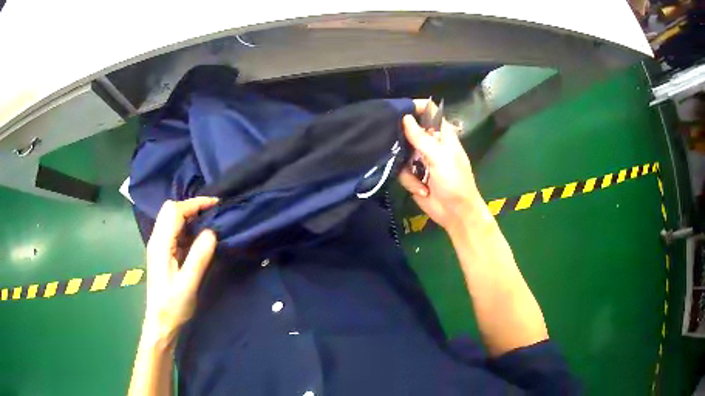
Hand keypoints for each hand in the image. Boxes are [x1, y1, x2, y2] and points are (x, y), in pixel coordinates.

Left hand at [143, 197, 218, 343]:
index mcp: (161, 244)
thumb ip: (198, 257)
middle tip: (212, 214)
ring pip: (171, 219)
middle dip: (191, 206)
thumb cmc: (173, 306)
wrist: (160, 323)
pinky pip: (174, 231)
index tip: (216, 205)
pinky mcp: (162, 253)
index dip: (195, 204)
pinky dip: (187, 227)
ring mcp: (158, 246)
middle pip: (170, 209)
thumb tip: (211, 232)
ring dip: (189, 216)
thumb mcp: (188, 284)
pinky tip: (199, 238)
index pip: (175, 211)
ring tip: (209, 223)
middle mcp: (157, 240)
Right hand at [399, 100, 484, 232]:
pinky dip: (410, 181)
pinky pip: (401, 171)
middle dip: (401, 138)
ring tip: (419, 179)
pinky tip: (422, 190)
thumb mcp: (440, 157)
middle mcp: (430, 144)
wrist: (455, 213)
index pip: (429, 111)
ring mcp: (420, 160)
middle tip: (393, 143)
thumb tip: (405, 117)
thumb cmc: (455, 182)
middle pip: (409, 130)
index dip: (415, 107)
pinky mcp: (413, 175)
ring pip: (401, 152)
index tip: (398, 110)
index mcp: (442, 135)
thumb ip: (421, 138)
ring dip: (408, 169)